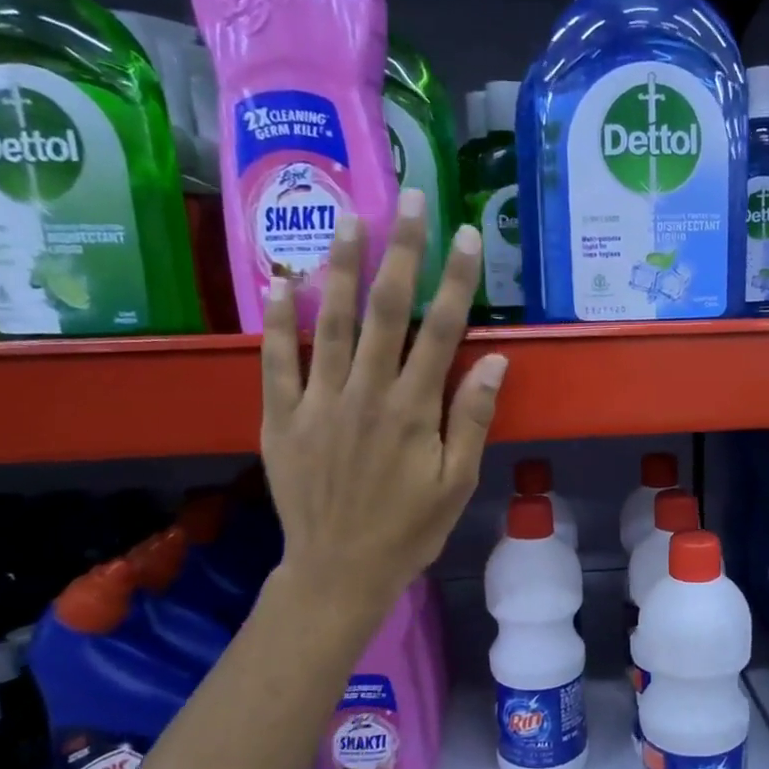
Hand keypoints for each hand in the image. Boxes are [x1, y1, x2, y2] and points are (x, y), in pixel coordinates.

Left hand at [259, 188, 506, 626]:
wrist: (340, 570)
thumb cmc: (409, 530)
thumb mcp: (457, 483)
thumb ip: (471, 419)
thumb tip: (492, 361)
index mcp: (413, 410)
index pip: (441, 331)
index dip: (456, 280)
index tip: (466, 235)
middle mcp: (366, 393)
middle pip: (386, 310)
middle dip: (402, 251)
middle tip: (409, 198)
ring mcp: (318, 402)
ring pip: (329, 322)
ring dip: (339, 266)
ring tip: (348, 217)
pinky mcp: (280, 417)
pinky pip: (276, 360)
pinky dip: (277, 319)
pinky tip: (278, 279)